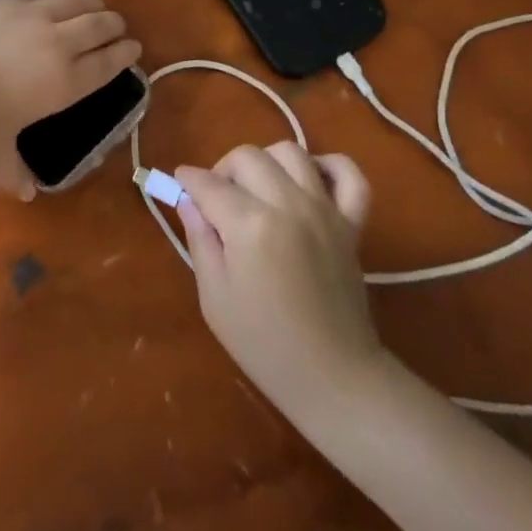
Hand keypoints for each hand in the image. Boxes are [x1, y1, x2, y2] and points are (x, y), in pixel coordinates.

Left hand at [0, 0, 141, 197]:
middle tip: (119, 26)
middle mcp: (60, 43)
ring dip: (92, 4)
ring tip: (96, 6)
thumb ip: (13, 170)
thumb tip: (25, 196)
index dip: (124, 53)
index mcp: (66, 82)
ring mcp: (35, 15)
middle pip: (99, 25)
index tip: (134, 47)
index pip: (107, 63)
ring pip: (76, 1)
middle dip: (114, 25)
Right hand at [176, 142, 383, 415]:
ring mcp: (324, 209)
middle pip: (248, 156)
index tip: (179, 183)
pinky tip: (310, 179)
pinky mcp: (351, 221)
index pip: (209, 183)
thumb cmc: (265, 346)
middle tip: (217, 200)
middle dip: (223, 170)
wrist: (334, 379)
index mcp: (251, 225)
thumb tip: (189, 201)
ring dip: (267, 162)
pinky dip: (330, 166)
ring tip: (258, 190)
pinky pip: (348, 174)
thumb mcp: (215, 299)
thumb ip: (200, 241)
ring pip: (290, 151)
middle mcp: (288, 204)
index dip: (188, 180)